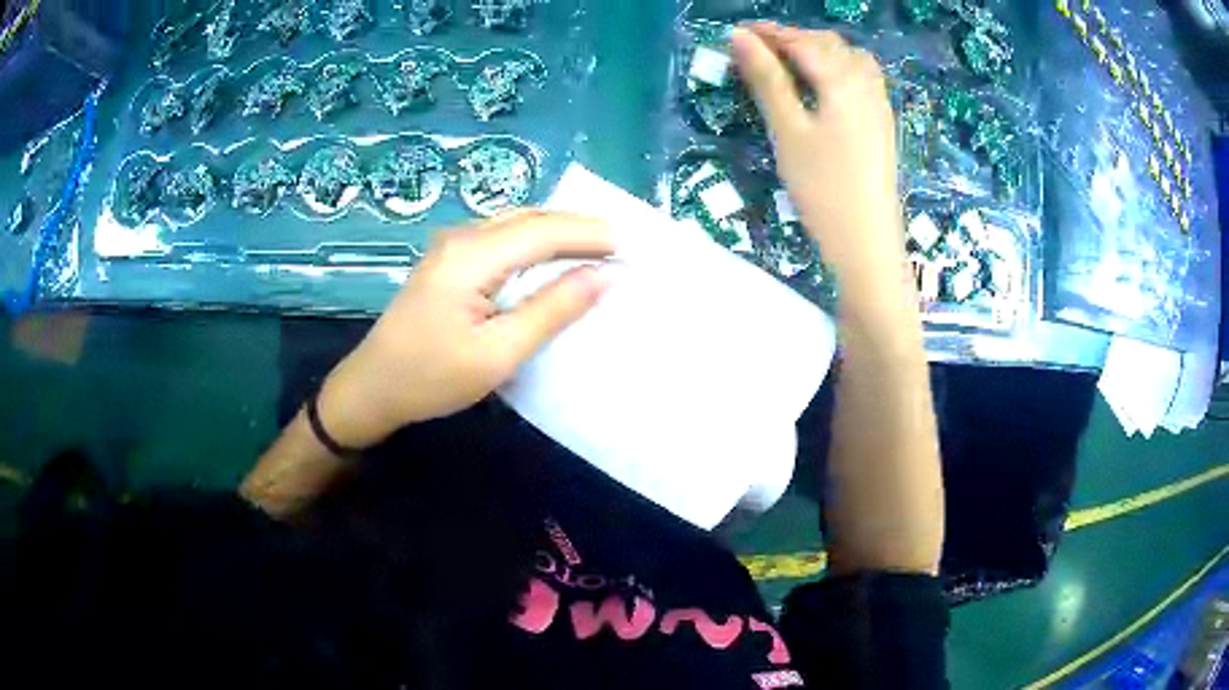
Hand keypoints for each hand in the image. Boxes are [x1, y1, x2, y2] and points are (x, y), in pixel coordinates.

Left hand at [318, 210, 612, 448]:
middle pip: (531, 217)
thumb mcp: (497, 353)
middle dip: (579, 227)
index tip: (632, 247)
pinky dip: (536, 242)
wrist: (373, 387)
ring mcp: (452, 244)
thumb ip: (551, 310)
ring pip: (517, 222)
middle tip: (623, 246)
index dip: (591, 234)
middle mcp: (461, 237)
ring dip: (559, 231)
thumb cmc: (431, 378)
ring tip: (599, 249)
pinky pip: (503, 236)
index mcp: (471, 257)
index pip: (543, 230)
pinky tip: (553, 258)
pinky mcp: (450, 258)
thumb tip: (603, 276)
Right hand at [731, 24, 911, 308]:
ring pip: (849, 59)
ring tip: (789, 64)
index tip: (737, 34)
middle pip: (829, 44)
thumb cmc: (824, 188)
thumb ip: (767, 80)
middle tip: (758, 50)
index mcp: (844, 81)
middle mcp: (867, 84)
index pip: (802, 42)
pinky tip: (823, 87)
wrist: (867, 243)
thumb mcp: (788, 131)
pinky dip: (837, 69)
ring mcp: (880, 105)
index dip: (769, 33)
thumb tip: (740, 37)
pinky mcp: (882, 125)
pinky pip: (861, 78)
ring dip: (818, 51)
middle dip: (793, 39)